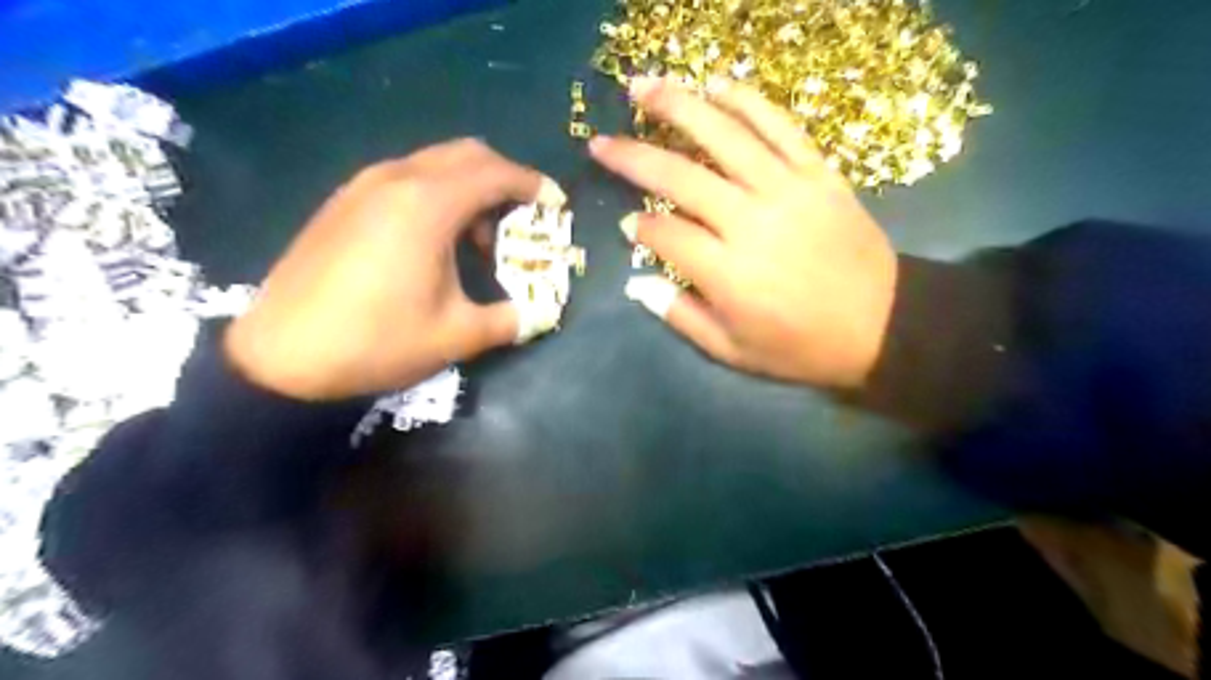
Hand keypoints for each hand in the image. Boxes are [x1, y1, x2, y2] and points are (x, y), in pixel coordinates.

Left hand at [225, 137, 568, 400]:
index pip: (495, 173)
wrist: (280, 357)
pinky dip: (435, 193)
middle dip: (504, 178)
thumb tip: (543, 313)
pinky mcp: (342, 201)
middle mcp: (396, 180)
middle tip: (522, 216)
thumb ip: (511, 319)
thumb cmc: (377, 342)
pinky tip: (434, 239)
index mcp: (428, 206)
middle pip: (466, 154)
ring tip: (478, 238)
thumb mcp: (456, 336)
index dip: (533, 185)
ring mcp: (363, 186)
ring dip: (468, 187)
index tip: (555, 205)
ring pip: (433, 163)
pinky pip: (404, 177)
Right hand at [587, 78, 896, 387]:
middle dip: (633, 157)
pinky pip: (780, 126)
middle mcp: (751, 222)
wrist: (884, 324)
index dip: (640, 229)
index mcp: (727, 273)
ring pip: (724, 136)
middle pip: (680, 177)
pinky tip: (717, 84)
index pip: (665, 234)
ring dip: (678, 106)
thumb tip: (638, 282)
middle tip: (601, 143)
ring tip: (642, 87)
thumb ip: (680, 316)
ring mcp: (787, 190)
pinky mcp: (819, 173)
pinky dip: (747, 101)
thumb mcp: (733, 351)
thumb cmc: (801, 346)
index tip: (630, 226)